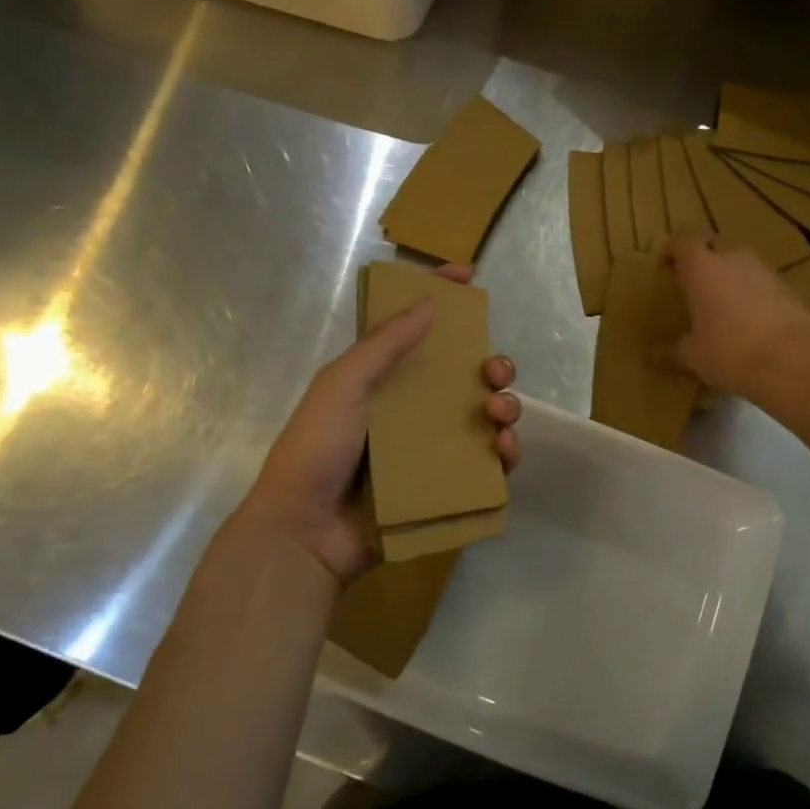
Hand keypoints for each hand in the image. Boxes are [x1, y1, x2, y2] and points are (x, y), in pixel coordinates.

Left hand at [229, 264, 520, 585]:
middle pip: (465, 376)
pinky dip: (504, 454)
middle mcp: (411, 409)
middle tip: (494, 372)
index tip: (468, 276)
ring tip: (498, 414)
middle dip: (491, 366)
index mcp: (383, 380)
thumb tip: (429, 303)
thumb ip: (384, 345)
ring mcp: (430, 449)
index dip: (442, 298)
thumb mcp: (342, 385)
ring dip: (504, 407)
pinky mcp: (444, 486)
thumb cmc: (316, 449)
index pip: (417, 329)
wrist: (304, 533)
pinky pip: (486, 464)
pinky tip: (504, 451)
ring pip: (484, 418)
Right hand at [667, 234, 809, 400]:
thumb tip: (653, 358)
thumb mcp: (693, 356)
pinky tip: (752, 325)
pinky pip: (763, 285)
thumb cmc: (729, 352)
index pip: (683, 241)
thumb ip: (673, 352)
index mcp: (702, 268)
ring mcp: (765, 271)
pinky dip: (754, 297)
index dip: (673, 250)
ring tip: (724, 311)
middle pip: (715, 248)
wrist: (793, 361)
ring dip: (731, 281)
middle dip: (705, 264)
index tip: (667, 267)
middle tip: (696, 291)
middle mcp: (733, 259)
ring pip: (741, 267)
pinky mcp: (789, 288)